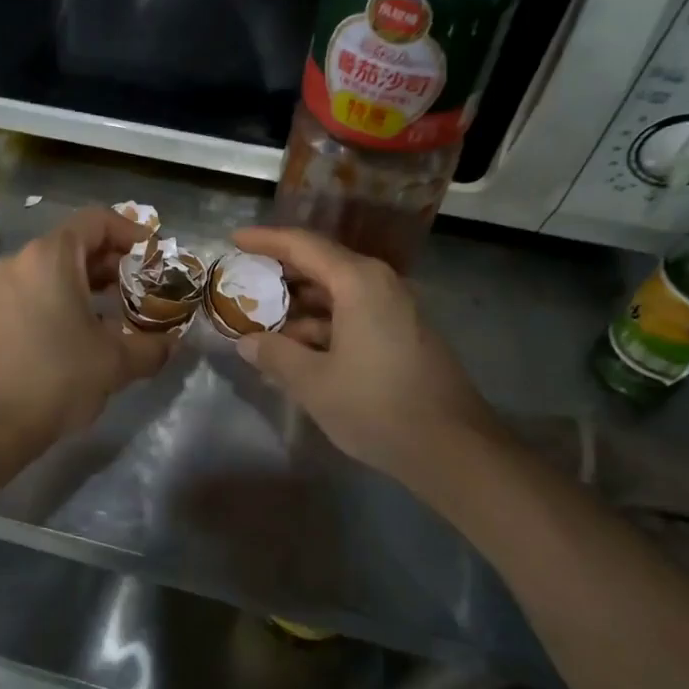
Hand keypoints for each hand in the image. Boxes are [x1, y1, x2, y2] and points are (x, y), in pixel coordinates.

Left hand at [0, 208, 172, 448]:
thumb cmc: (56, 379)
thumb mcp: (116, 362)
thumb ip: (152, 346)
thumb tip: (171, 343)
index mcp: (50, 257)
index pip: (96, 221)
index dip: (131, 232)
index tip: (155, 257)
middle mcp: (21, 261)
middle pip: (75, 243)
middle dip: (114, 262)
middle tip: (145, 288)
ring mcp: (1, 287)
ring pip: (55, 269)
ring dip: (90, 283)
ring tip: (121, 311)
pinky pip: (37, 290)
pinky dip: (66, 298)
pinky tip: (86, 331)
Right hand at [231, 226, 504, 489]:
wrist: (453, 448)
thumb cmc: (376, 406)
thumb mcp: (313, 382)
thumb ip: (275, 355)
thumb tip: (247, 342)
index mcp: (358, 282)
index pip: (303, 245)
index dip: (266, 240)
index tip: (235, 239)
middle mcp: (380, 285)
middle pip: (322, 265)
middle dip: (280, 274)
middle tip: (243, 283)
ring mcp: (396, 310)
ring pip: (337, 294)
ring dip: (299, 306)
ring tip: (262, 323)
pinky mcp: (402, 335)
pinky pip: (353, 315)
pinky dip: (322, 325)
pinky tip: (297, 350)